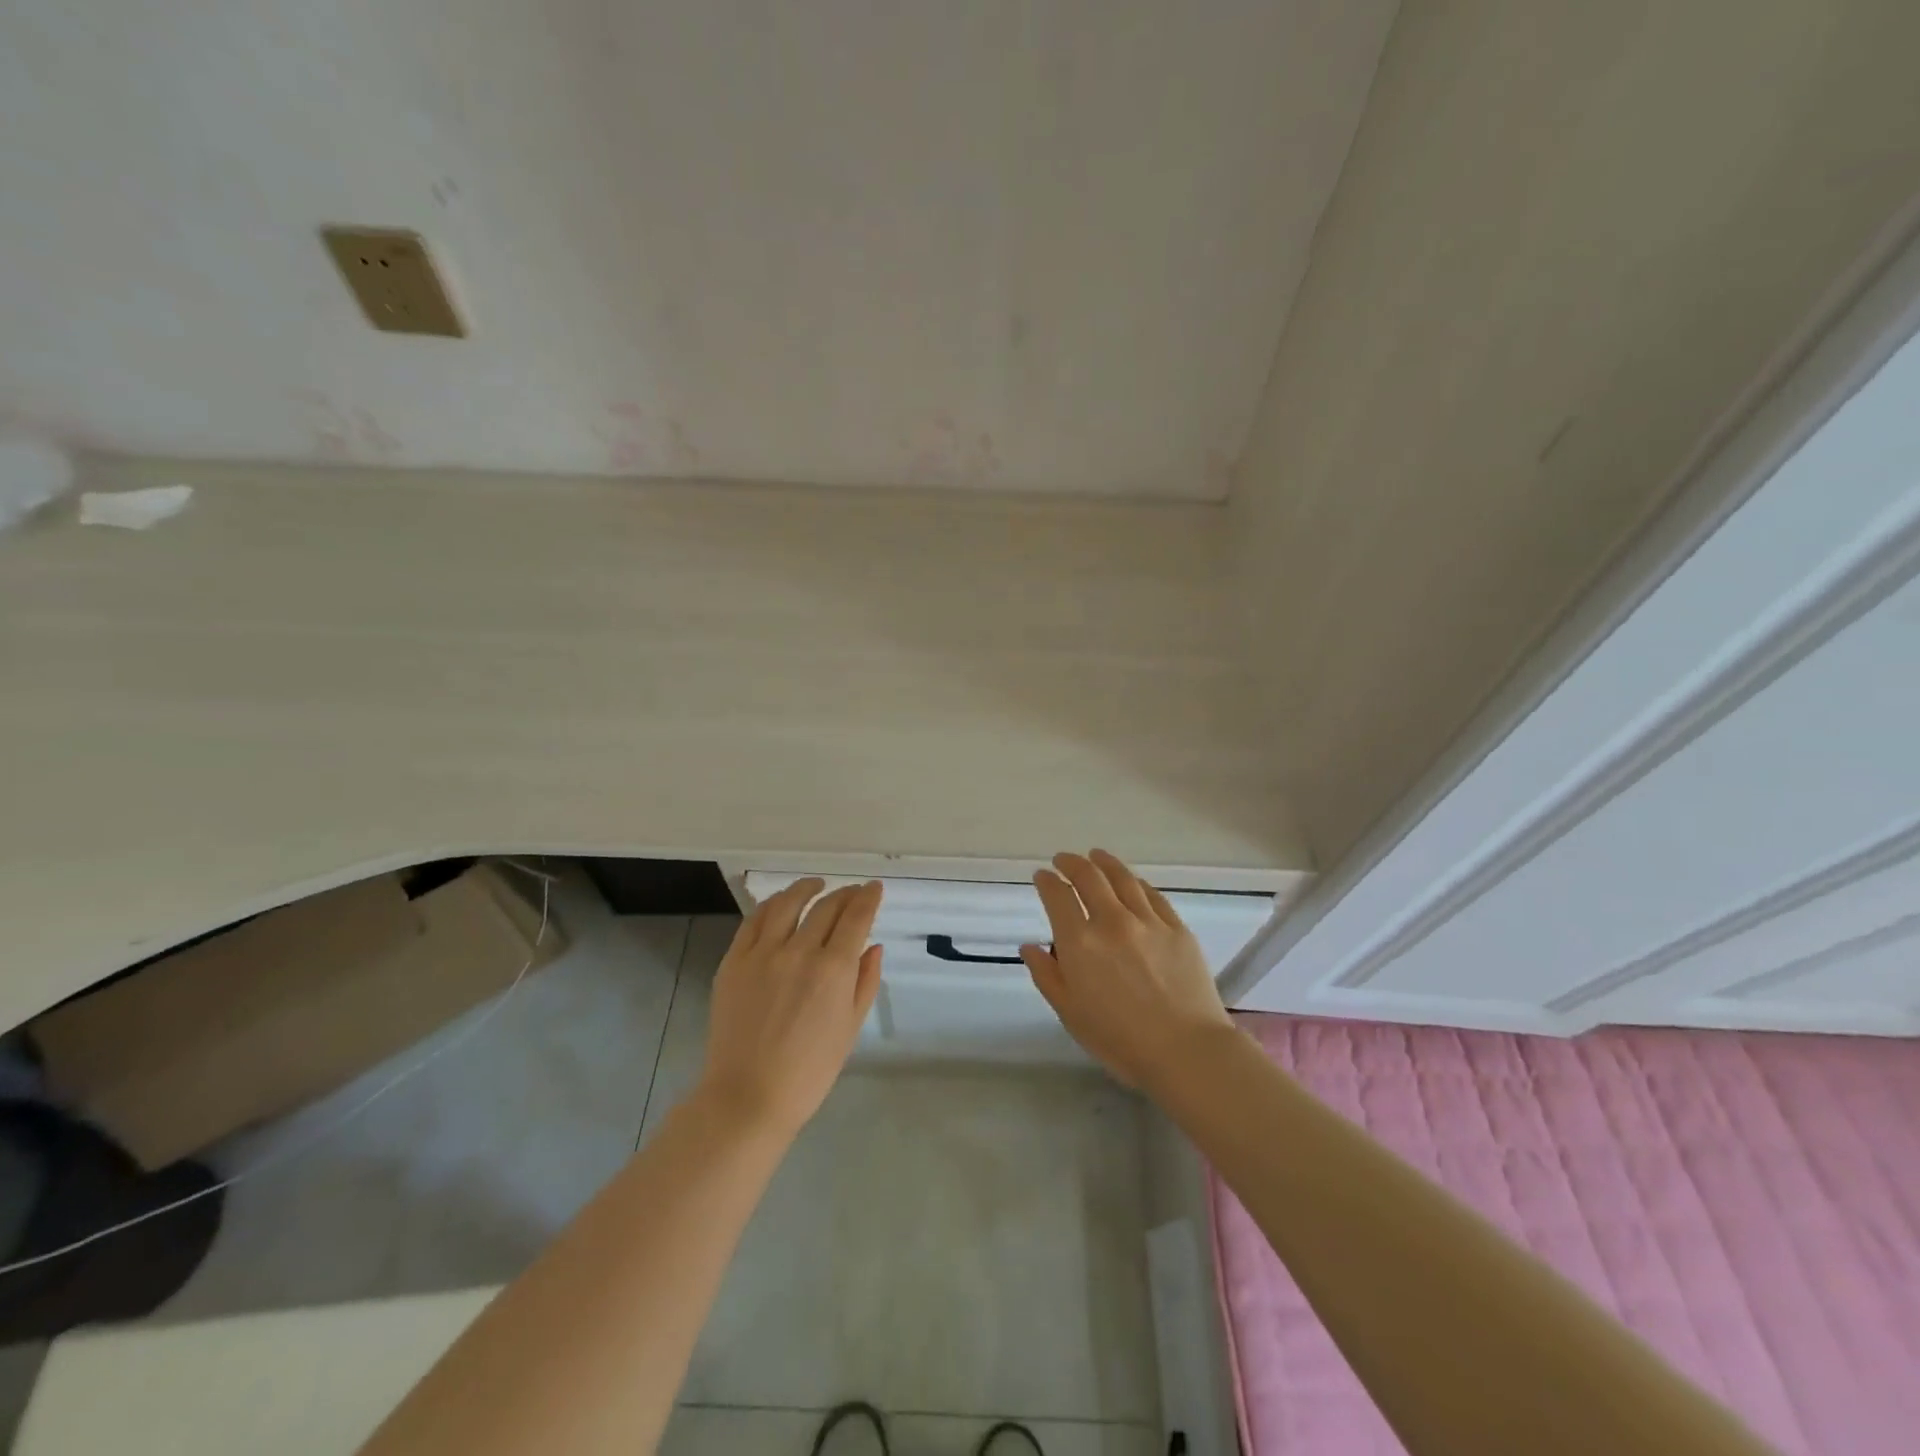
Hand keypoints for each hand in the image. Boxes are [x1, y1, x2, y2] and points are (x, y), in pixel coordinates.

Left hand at [698, 879, 883, 1137]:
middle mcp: (799, 951)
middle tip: (852, 892)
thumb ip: (865, 981)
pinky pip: (754, 921)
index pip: (856, 917)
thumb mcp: (850, 1028)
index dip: (868, 897)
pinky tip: (779, 905)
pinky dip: (771, 906)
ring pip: (787, 903)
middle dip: (844, 894)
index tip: (874, 888)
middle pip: (826, 906)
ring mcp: (762, 953)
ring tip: (815, 885)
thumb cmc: (810, 1071)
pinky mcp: (734, 961)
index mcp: (833, 969)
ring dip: (806, 888)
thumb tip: (873, 945)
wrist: (748, 1096)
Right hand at [1021, 850, 1234, 1090]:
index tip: (1042, 876)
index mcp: (1080, 942)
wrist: (1186, 1050)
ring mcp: (1148, 921)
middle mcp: (1111, 921)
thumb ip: (1047, 975)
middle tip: (1063, 859)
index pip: (1058, 897)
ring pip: (1122, 878)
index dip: (1047, 882)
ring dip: (1104, 862)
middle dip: (1071, 863)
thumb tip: (1030, 946)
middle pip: (1089, 877)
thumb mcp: (1070, 1013)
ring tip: (1096, 855)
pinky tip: (1132, 880)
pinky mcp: (1177, 928)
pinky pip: (1152, 894)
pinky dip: (1136, 882)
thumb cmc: (1120, 1040)